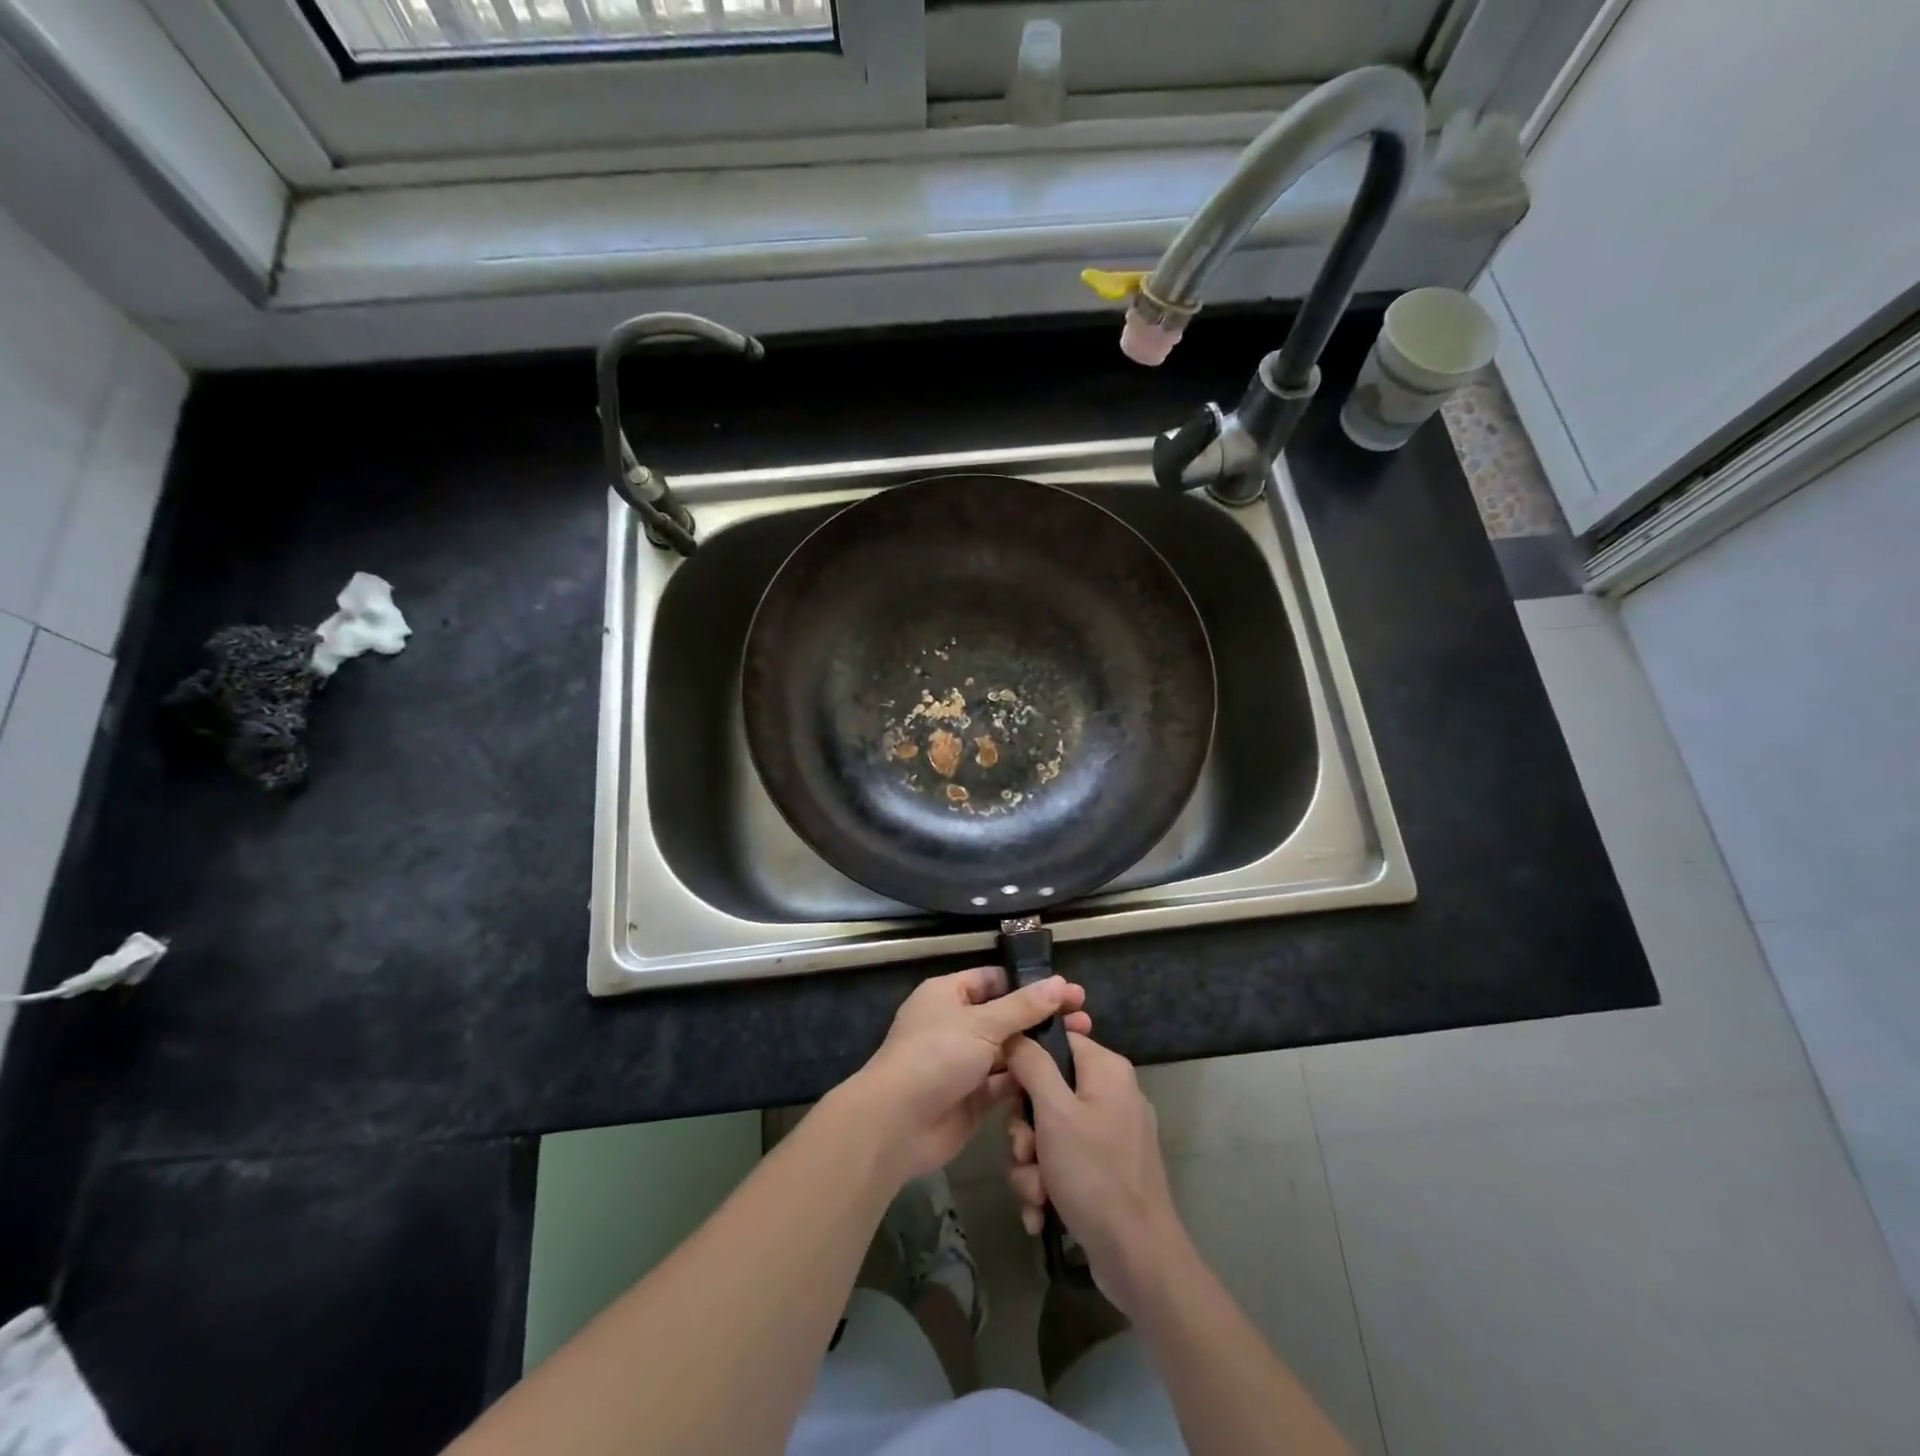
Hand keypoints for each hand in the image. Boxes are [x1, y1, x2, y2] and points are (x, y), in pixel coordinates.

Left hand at [849, 966, 1091, 1182]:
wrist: (898, 1123)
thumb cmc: (936, 1056)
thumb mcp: (982, 1024)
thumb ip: (1023, 1007)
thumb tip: (1060, 983)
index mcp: (948, 994)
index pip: (994, 979)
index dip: (1029, 983)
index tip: (1067, 990)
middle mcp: (956, 1024)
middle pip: (1005, 1015)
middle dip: (1041, 1017)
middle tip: (1084, 1018)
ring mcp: (964, 1062)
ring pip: (1008, 1050)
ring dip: (1039, 1048)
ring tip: (1081, 1045)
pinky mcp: (972, 1097)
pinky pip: (1005, 1082)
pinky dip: (1028, 1080)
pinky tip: (1060, 1078)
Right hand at [1005, 1031, 1186, 1315]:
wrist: (1138, 1260)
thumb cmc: (1095, 1174)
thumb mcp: (1054, 1113)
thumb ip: (1032, 1065)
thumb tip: (1017, 1033)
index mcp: (1106, 1069)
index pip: (1057, 1041)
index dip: (1026, 1061)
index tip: (1007, 1088)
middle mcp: (1111, 1094)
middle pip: (1047, 1091)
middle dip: (1025, 1130)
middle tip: (1024, 1152)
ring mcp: (1110, 1135)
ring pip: (1049, 1133)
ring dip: (1032, 1166)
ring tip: (1036, 1193)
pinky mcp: (1106, 1171)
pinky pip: (1064, 1164)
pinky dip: (1048, 1187)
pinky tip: (1042, 1213)